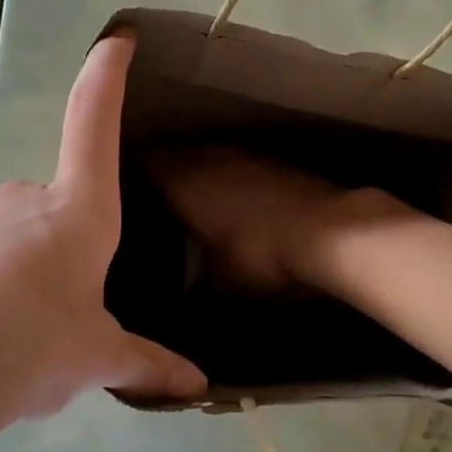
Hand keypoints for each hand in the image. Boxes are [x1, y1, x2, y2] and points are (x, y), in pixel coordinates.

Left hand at [0, 34, 206, 451]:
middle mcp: (14, 203)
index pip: (92, 128)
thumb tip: (196, 386)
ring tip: (0, 337)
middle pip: (45, 212)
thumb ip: (144, 365)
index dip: (105, 81)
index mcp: (73, 216)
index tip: (113, 41)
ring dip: (5, 274)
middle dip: (52, 251)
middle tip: (53, 315)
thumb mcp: (94, 362)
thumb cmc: (29, 353)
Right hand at [146, 147, 398, 291]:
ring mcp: (249, 157)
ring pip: (212, 152)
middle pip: (179, 152)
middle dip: (165, 161)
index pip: (149, 162)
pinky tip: (235, 186)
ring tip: (190, 179)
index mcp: (187, 185)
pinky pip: (242, 160)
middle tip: (150, 177)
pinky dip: (231, 170)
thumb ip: (194, 290)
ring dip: (199, 162)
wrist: (331, 234)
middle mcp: (213, 161)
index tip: (120, 172)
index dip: (134, 165)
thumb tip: (179, 300)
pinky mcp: (279, 162)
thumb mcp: (220, 286)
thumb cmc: (262, 258)